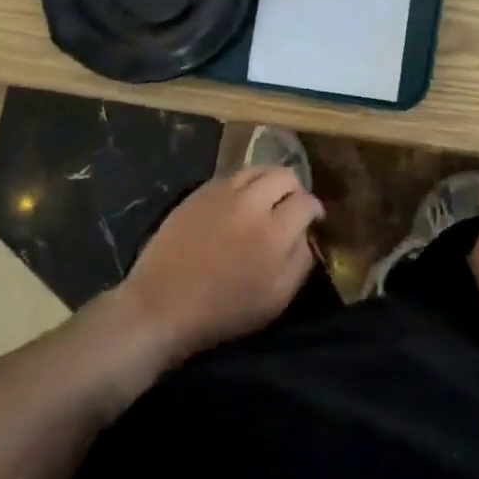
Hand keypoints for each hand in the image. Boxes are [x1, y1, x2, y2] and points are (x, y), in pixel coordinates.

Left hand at [120, 166, 323, 365]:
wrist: (163, 305)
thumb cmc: (224, 310)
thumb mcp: (276, 299)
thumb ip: (300, 262)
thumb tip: (307, 235)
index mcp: (275, 232)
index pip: (307, 201)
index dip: (314, 209)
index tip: (313, 219)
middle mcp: (252, 202)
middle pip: (285, 174)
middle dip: (295, 188)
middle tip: (290, 207)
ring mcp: (224, 192)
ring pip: (258, 168)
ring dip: (269, 180)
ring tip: (266, 198)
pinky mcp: (200, 191)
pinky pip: (232, 175)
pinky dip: (243, 183)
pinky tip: (239, 201)